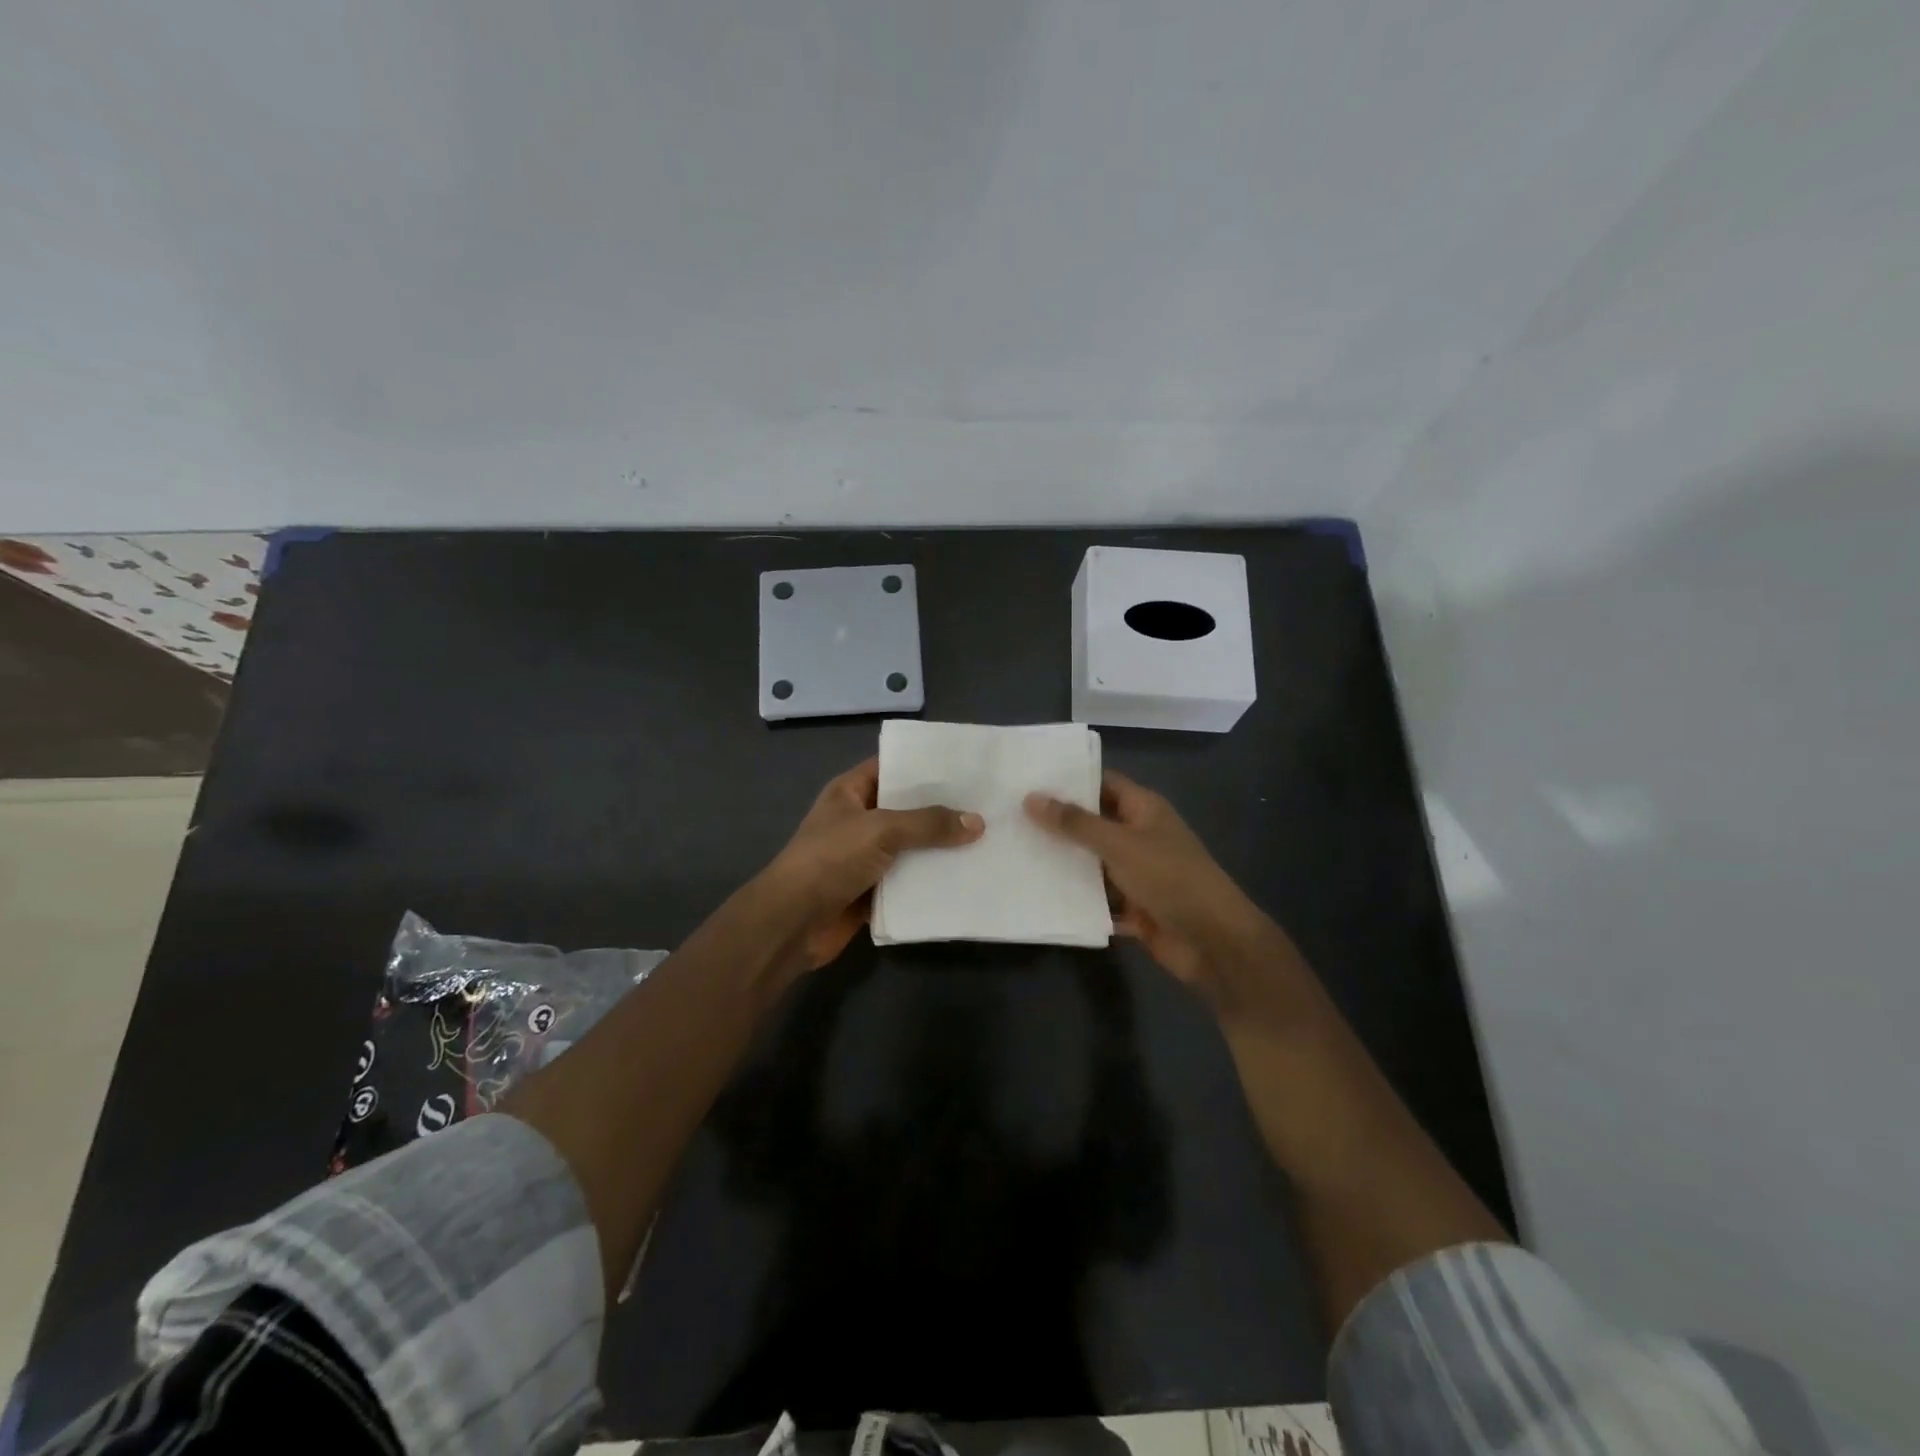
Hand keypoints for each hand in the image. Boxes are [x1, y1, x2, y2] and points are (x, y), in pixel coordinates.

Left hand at [759, 758, 981, 972]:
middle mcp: (859, 820)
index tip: (964, 766)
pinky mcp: (873, 891)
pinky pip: (909, 880)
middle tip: (987, 803)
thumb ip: (928, 824)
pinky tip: (967, 876)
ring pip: (911, 847)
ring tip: (988, 838)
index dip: (923, 765)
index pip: (891, 767)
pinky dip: (932, 880)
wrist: (793, 922)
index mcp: (850, 792)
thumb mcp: (880, 830)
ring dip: (941, 847)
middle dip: (942, 808)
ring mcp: (865, 857)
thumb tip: (977, 822)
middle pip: (906, 809)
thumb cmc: (830, 859)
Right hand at [1025, 771, 1274, 1000]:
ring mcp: (1137, 874)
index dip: (1069, 780)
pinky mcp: (1133, 908)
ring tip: (1013, 855)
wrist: (1214, 942)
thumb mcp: (1119, 844)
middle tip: (1009, 818)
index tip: (1027, 779)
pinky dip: (1076, 899)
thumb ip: (1075, 823)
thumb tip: (1031, 798)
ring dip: (1063, 864)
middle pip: (1093, 824)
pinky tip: (1038, 896)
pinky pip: (1098, 899)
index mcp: (1144, 810)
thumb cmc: (1170, 878)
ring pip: (1092, 864)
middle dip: (1057, 824)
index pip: (1102, 783)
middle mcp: (1140, 836)